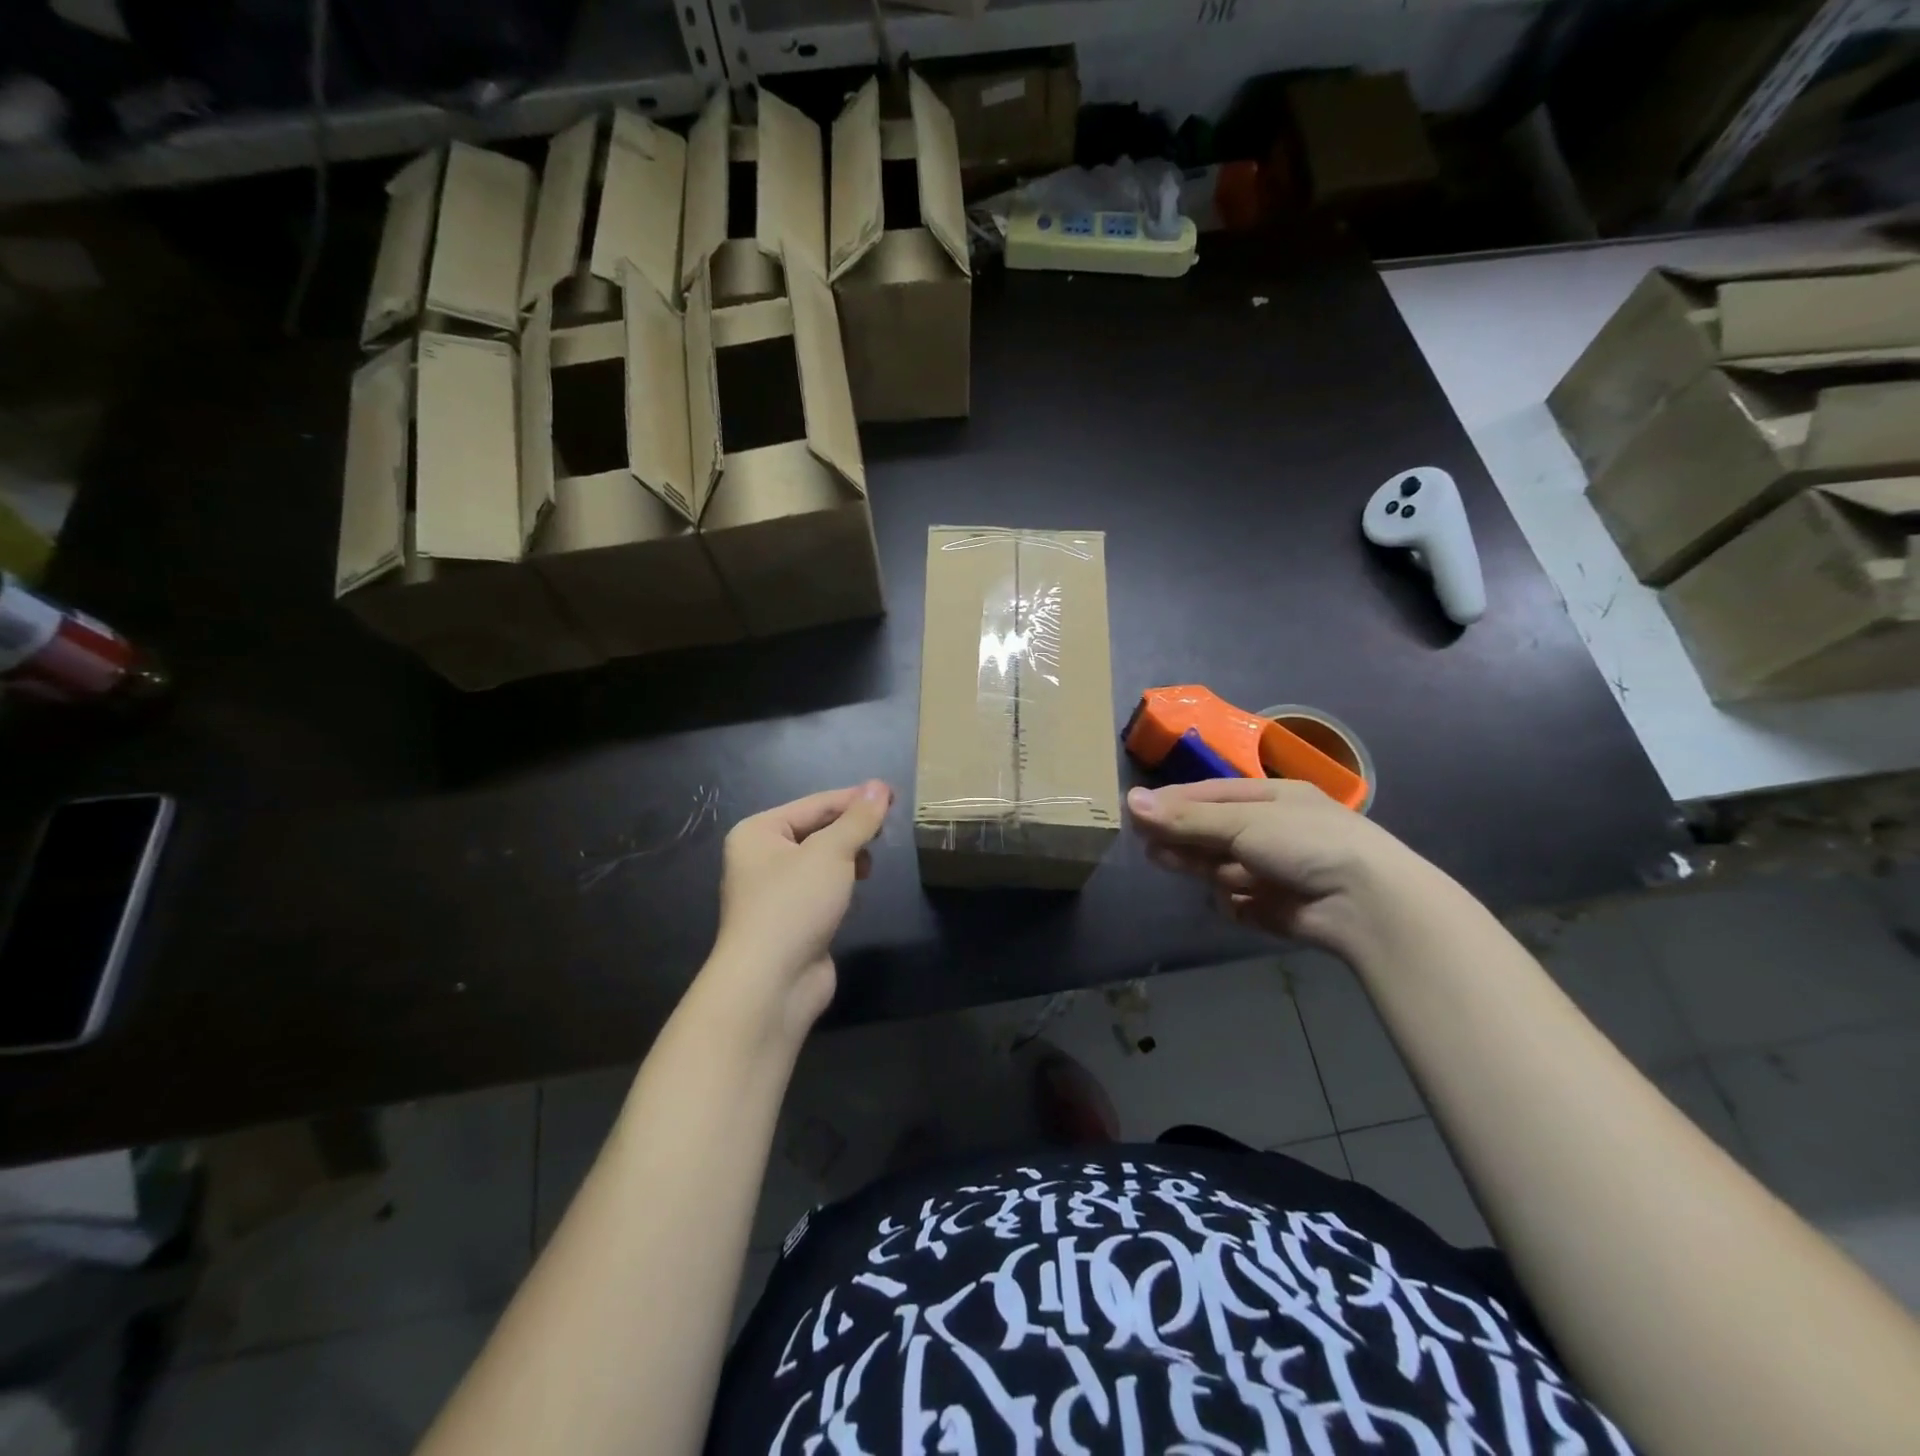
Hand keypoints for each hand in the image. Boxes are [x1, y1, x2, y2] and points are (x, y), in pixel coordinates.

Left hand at [704, 781, 892, 1042]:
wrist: (770, 983)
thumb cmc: (794, 903)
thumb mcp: (831, 852)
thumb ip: (858, 819)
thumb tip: (879, 786)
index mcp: (758, 832)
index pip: (815, 803)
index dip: (855, 798)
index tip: (894, 795)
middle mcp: (760, 858)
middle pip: (816, 830)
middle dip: (852, 829)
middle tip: (889, 828)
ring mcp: (775, 892)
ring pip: (821, 861)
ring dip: (848, 857)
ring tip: (872, 861)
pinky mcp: (791, 921)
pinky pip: (821, 889)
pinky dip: (841, 885)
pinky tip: (859, 889)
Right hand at [1128, 778, 1424, 952]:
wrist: (1366, 903)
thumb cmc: (1305, 843)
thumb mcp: (1242, 821)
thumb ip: (1186, 817)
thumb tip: (1130, 801)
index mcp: (1271, 798)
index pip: (1210, 795)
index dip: (1172, 802)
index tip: (1135, 811)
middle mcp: (1272, 831)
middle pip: (1212, 831)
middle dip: (1181, 836)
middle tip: (1146, 843)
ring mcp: (1274, 870)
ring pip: (1220, 866)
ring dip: (1197, 865)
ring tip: (1168, 862)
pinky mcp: (1276, 907)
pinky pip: (1238, 901)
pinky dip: (1232, 902)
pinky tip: (1235, 901)